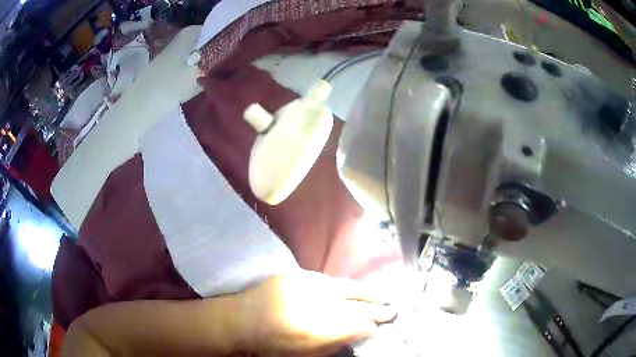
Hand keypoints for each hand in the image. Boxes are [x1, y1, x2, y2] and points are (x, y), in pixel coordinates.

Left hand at [234, 270, 395, 356]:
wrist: (240, 320)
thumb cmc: (272, 345)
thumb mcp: (306, 354)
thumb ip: (335, 343)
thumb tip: (360, 333)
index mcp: (318, 328)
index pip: (357, 324)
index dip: (373, 325)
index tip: (384, 326)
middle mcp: (315, 302)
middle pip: (356, 303)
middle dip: (376, 306)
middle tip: (394, 308)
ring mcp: (305, 284)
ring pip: (346, 286)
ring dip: (365, 292)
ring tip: (382, 295)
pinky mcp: (296, 274)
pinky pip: (328, 280)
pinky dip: (343, 286)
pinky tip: (354, 289)